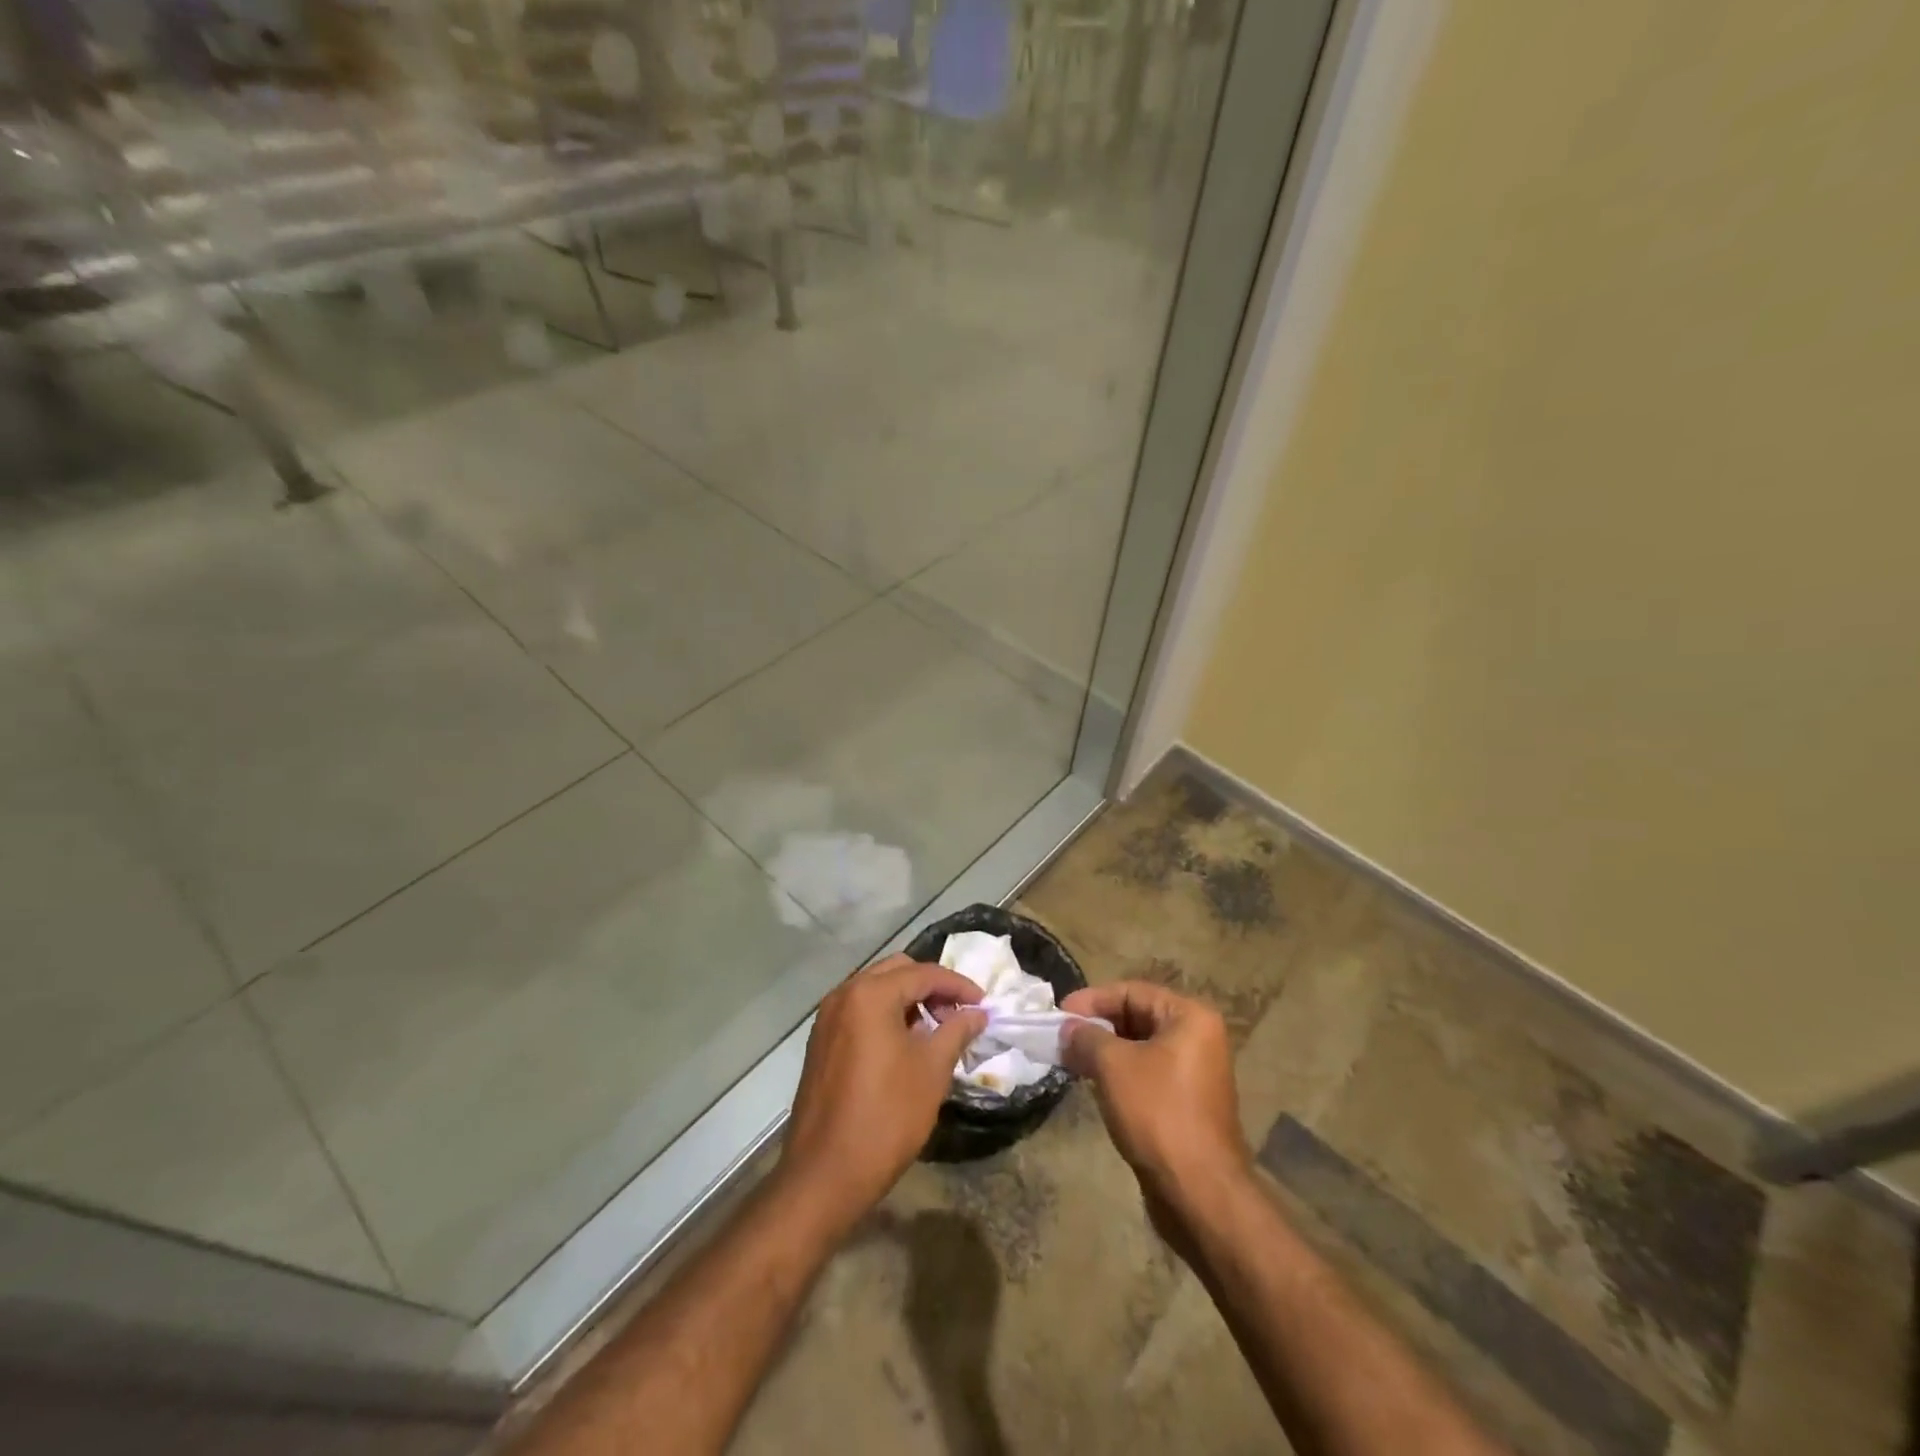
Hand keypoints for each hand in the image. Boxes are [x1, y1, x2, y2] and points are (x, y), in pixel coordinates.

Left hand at [779, 955, 985, 1236]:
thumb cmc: (886, 1116)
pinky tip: (906, 1044)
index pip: (923, 973)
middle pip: (897, 972)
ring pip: (876, 990)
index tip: (984, 1003)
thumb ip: (956, 1031)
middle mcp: (844, 995)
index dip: (958, 985)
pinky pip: (860, 1012)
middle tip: (959, 1013)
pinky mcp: (821, 1042)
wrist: (825, 1174)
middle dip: (932, 987)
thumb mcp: (931, 1070)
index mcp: (870, 994)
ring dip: (909, 1000)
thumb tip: (976, 1012)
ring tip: (937, 1030)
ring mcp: (827, 1018)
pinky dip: (886, 1016)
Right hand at [1061, 981, 1250, 1216]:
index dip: (1092, 999)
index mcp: (1190, 1017)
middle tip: (1062, 1037)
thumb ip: (1086, 1037)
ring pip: (1139, 1048)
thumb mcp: (1113, 1065)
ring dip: (1104, 1051)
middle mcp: (1198, 1038)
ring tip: (1070, 1059)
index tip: (1059, 1014)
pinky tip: (1092, 1084)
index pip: (1132, 992)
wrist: (1199, 1191)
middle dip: (1097, 1026)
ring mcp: (1194, 1072)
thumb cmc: (1158, 1113)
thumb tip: (1068, 1028)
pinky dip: (1119, 1074)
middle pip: (1137, 1017)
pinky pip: (1146, 1074)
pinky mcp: (1186, 1103)